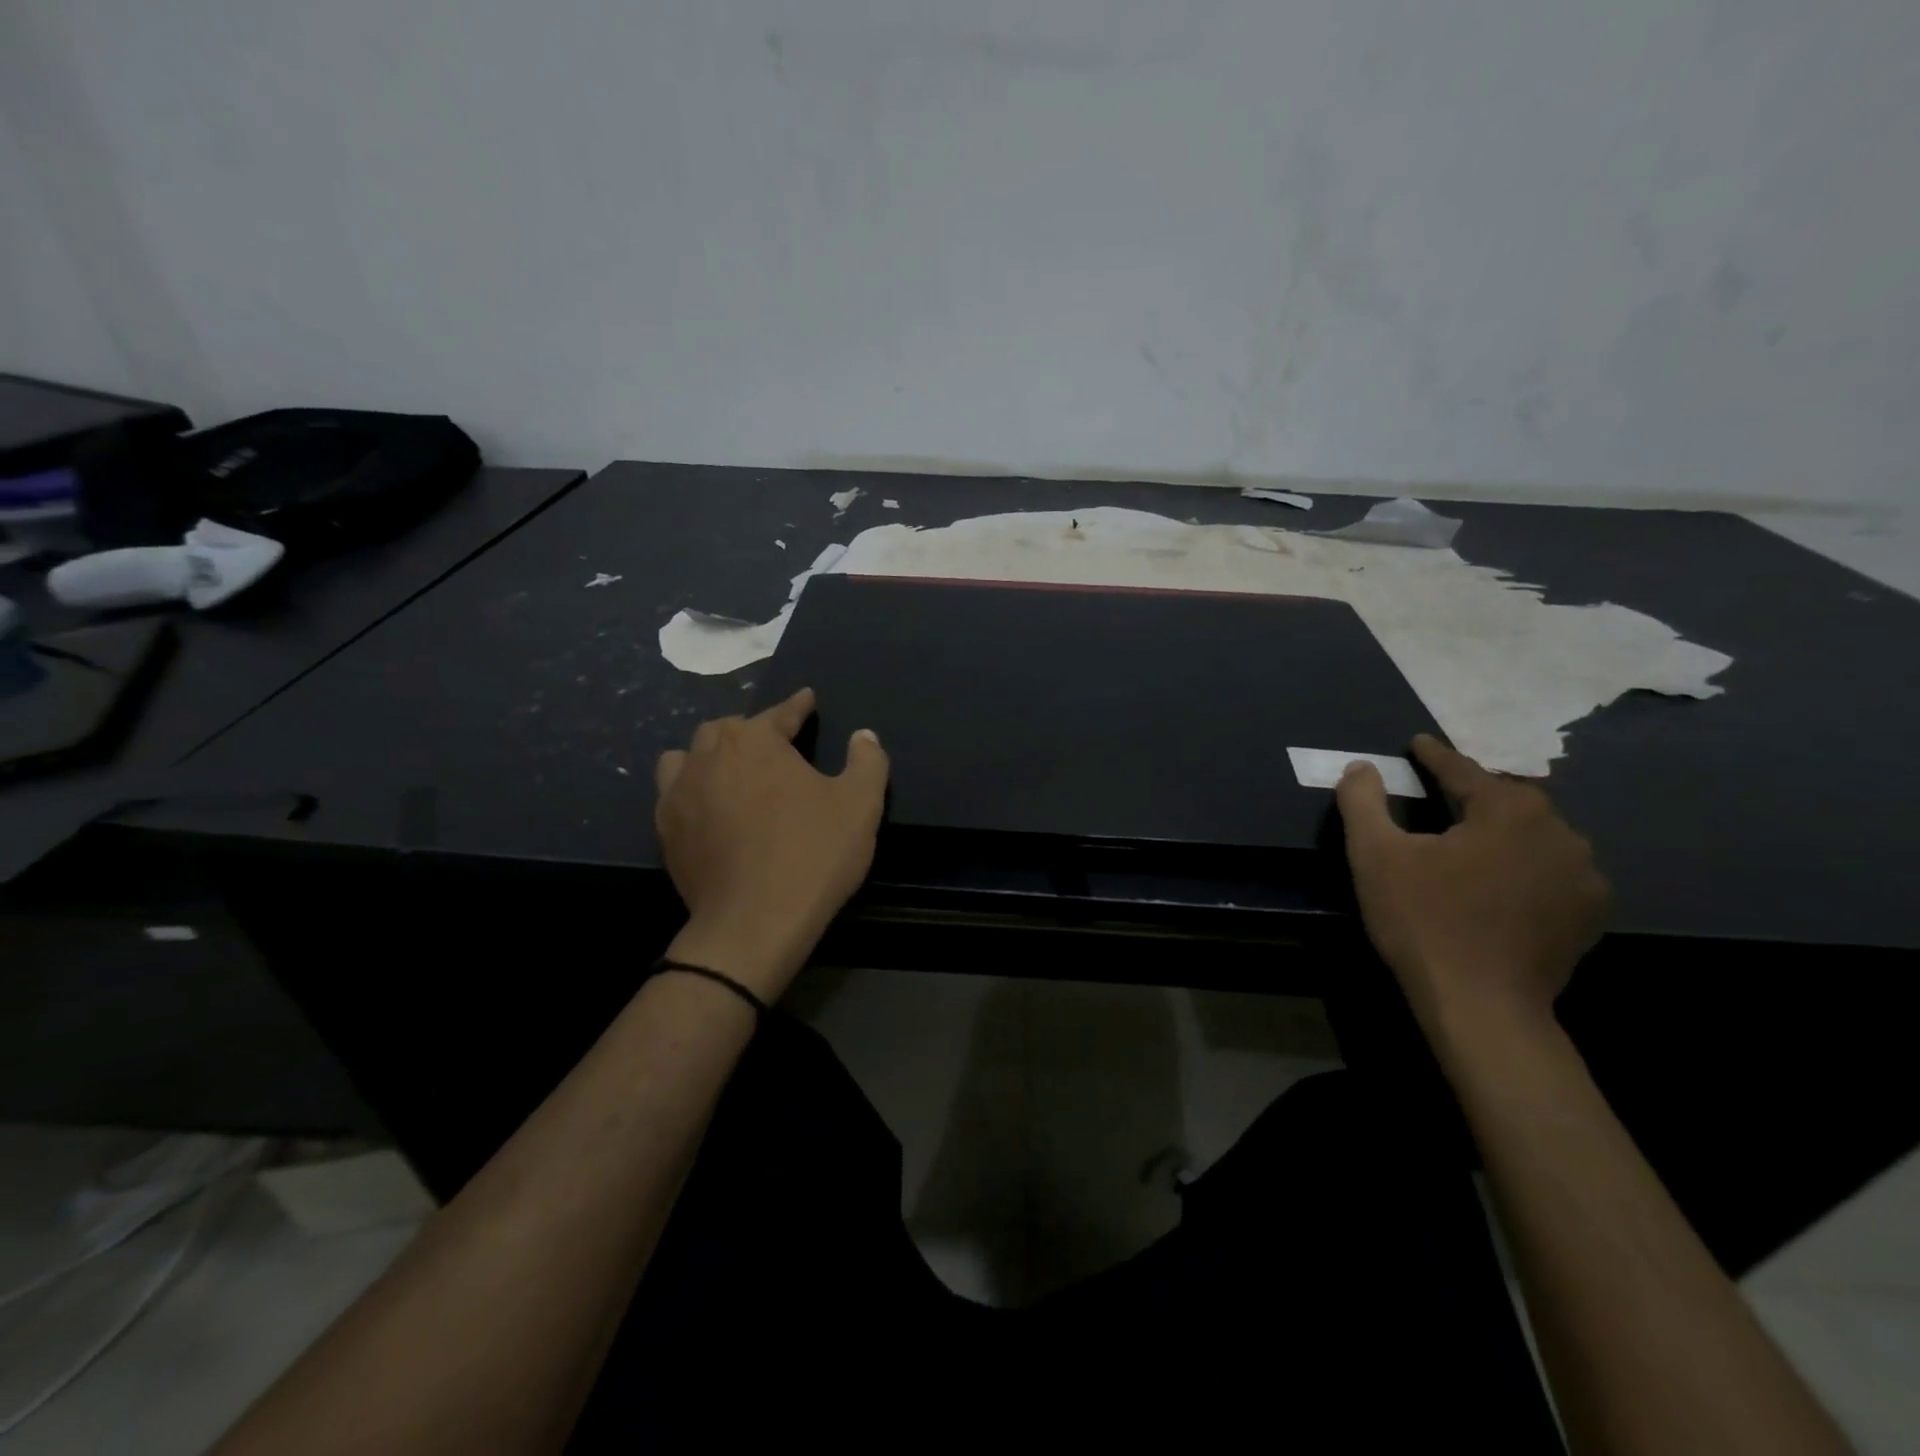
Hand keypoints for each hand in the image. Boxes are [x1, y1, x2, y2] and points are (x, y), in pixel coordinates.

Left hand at [654, 688, 888, 1000]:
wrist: (754, 923)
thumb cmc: (813, 854)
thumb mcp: (860, 804)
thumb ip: (867, 760)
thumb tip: (863, 735)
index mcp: (756, 741)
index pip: (780, 712)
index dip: (798, 705)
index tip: (807, 698)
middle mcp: (710, 755)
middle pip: (729, 728)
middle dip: (753, 729)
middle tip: (775, 743)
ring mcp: (680, 792)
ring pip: (690, 754)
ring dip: (712, 753)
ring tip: (731, 768)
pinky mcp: (665, 829)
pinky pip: (673, 791)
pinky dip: (691, 787)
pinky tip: (707, 805)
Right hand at [1335, 735, 1610, 1033]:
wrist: (1481, 1004)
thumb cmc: (1422, 919)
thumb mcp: (1374, 854)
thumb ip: (1363, 801)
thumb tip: (1361, 767)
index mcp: (1510, 810)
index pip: (1464, 771)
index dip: (1434, 756)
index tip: (1418, 744)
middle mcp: (1560, 832)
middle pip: (1507, 799)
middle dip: (1474, 791)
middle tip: (1441, 790)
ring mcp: (1584, 876)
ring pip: (1535, 835)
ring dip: (1504, 829)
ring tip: (1474, 835)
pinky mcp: (1590, 914)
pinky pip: (1554, 871)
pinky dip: (1526, 864)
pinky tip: (1504, 878)